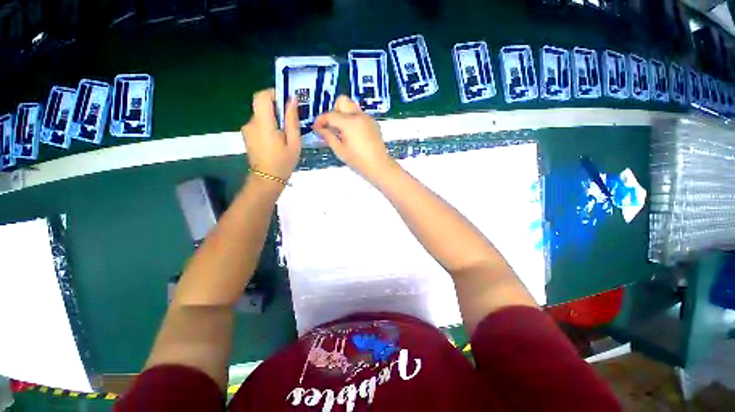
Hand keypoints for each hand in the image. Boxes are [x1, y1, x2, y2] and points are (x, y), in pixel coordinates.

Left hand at [241, 88, 301, 182]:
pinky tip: (277, 140)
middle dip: (277, 109)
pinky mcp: (247, 135)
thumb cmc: (283, 162)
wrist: (267, 179)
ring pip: (261, 115)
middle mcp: (251, 123)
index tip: (286, 101)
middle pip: (262, 105)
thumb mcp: (294, 143)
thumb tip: (292, 100)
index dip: (273, 93)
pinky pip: (259, 124)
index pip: (262, 97)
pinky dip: (269, 126)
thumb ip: (292, 121)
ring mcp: (247, 129)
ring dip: (274, 119)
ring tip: (286, 135)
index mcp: (263, 124)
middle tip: (291, 122)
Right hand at [313, 95, 395, 182]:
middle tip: (331, 127)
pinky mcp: (373, 123)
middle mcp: (359, 116)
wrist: (379, 166)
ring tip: (342, 133)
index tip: (316, 128)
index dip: (320, 120)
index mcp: (349, 123)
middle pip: (342, 101)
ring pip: (351, 108)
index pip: (330, 115)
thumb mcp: (340, 150)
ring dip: (343, 116)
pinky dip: (352, 121)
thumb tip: (319, 129)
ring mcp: (368, 118)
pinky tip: (353, 136)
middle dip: (334, 111)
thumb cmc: (358, 161)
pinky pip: (359, 116)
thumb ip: (328, 137)